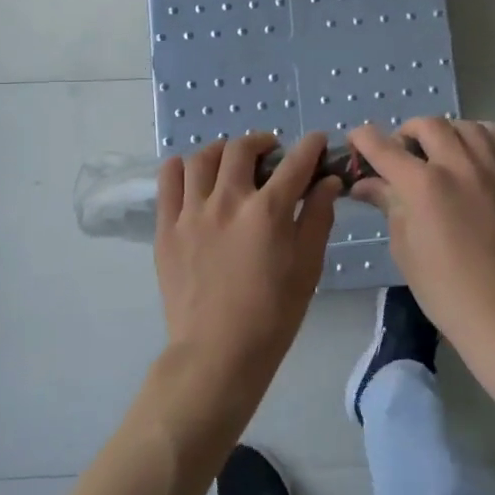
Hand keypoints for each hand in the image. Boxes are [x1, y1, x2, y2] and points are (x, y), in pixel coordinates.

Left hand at [154, 132, 341, 407]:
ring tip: (231, 161)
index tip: (317, 141)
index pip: (295, 163)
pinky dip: (182, 168)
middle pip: (242, 149)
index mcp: (268, 211)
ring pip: (203, 158)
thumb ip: (318, 217)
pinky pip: (169, 181)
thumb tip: (327, 181)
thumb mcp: (308, 267)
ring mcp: (192, 212)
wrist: (217, 353)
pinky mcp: (167, 228)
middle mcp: (228, 201)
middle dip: (262, 142)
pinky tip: (193, 174)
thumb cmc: (273, 314)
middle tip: (271, 154)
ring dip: (223, 151)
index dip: (311, 146)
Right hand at [349, 118, 494, 345]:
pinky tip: (470, 156)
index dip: (363, 139)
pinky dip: (477, 137)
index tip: (356, 139)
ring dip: (443, 133)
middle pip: (427, 125)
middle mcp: (458, 166)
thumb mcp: (404, 246)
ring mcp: (492, 169)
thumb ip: (387, 203)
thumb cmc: (443, 287)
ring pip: (464, 125)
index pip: (384, 147)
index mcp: (423, 186)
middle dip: (406, 134)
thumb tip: (364, 183)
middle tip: (401, 155)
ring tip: (438, 153)